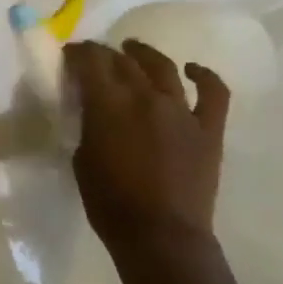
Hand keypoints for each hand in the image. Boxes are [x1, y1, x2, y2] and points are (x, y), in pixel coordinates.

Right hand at [64, 39, 229, 254]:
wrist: (160, 234)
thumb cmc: (108, 200)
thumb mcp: (82, 156)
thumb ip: (89, 124)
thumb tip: (92, 108)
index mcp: (108, 106)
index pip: (91, 63)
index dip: (78, 52)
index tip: (69, 52)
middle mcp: (146, 99)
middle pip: (124, 62)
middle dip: (105, 53)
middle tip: (94, 55)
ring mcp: (182, 112)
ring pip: (163, 68)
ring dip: (145, 55)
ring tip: (134, 49)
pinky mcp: (208, 129)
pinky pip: (213, 93)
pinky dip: (204, 76)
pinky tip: (193, 69)